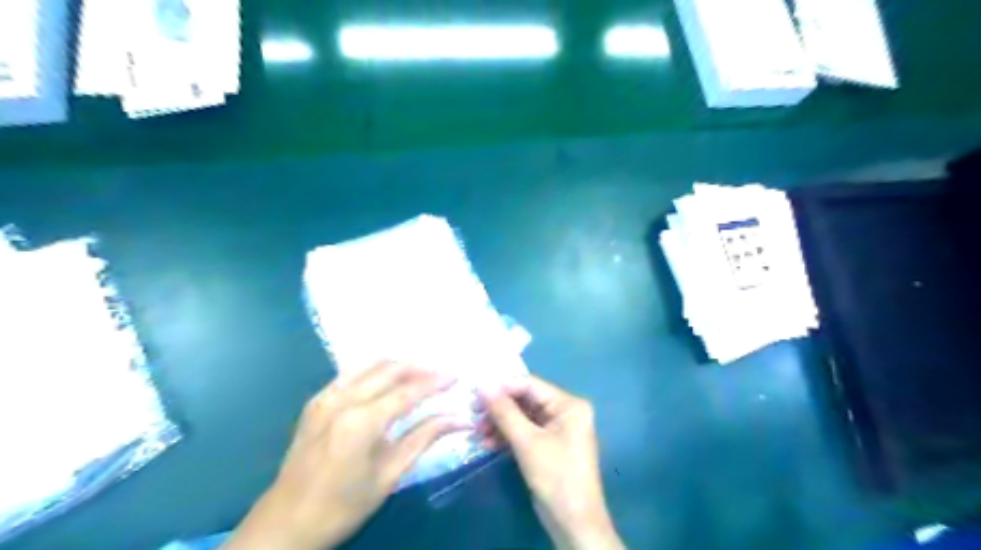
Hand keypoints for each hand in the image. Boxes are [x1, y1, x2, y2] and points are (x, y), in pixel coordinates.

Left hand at [224, 360, 467, 549]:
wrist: (285, 524)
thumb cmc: (343, 506)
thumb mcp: (389, 476)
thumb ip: (424, 438)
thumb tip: (459, 419)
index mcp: (362, 422)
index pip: (408, 392)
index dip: (435, 382)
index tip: (456, 376)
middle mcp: (343, 400)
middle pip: (390, 370)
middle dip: (420, 369)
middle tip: (441, 375)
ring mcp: (326, 397)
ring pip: (370, 365)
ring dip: (398, 365)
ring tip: (419, 373)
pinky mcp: (315, 401)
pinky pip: (350, 373)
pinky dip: (373, 370)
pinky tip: (385, 379)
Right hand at [480, 377, 624, 549]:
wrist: (573, 522)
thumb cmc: (556, 476)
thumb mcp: (527, 442)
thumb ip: (504, 412)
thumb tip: (483, 385)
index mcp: (568, 405)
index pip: (530, 385)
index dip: (503, 387)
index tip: (476, 392)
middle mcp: (564, 412)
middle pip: (525, 400)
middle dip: (499, 408)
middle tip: (473, 413)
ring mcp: (556, 429)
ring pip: (522, 417)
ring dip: (499, 423)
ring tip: (477, 431)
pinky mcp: (547, 446)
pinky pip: (524, 432)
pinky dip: (506, 437)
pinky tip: (487, 443)